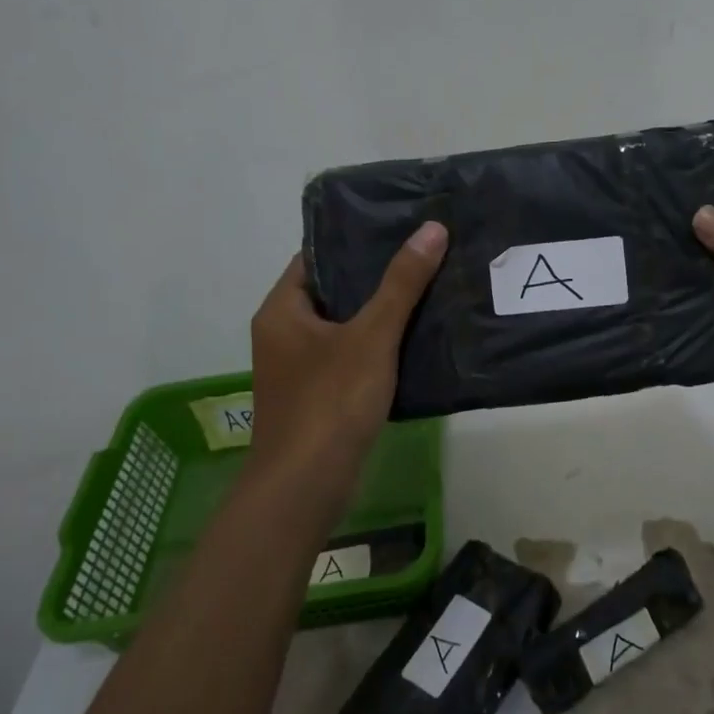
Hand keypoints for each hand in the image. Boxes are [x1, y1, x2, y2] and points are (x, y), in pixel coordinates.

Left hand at [246, 223, 448, 497]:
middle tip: (423, 255)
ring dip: (381, 313)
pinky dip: (378, 347)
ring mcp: (300, 368)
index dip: (354, 240)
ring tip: (428, 288)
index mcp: (282, 311)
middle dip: (376, 277)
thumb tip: (432, 229)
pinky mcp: (319, 396)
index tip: (398, 227)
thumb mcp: (371, 336)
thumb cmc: (331, 401)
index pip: (316, 258)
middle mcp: (284, 334)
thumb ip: (401, 283)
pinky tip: (416, 339)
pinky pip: (350, 358)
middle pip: (333, 291)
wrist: (306, 486)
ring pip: (345, 327)